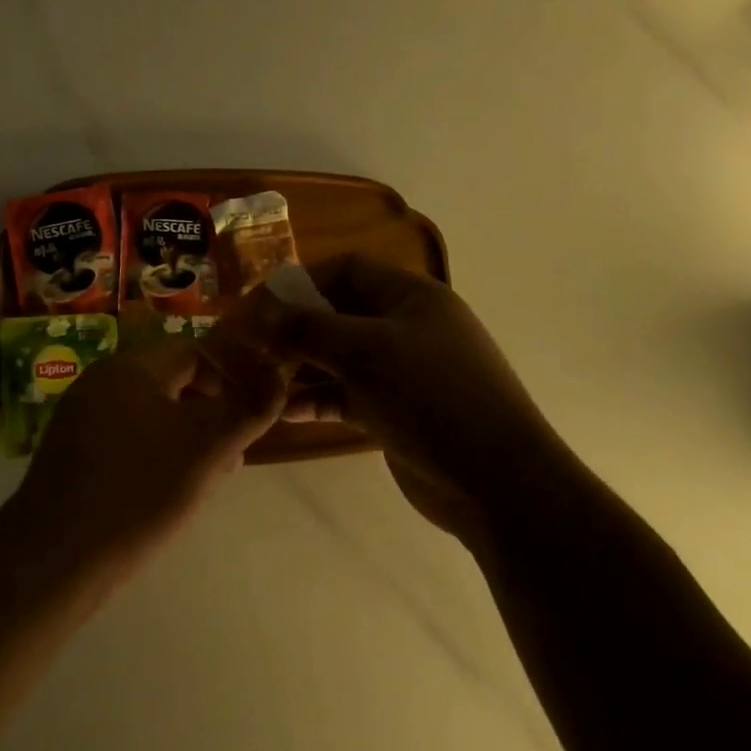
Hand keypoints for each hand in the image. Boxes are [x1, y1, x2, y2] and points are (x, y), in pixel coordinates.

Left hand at [11, 332, 288, 574]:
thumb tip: (277, 375)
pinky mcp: (70, 452)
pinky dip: (154, 452)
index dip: (230, 378)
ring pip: (150, 412)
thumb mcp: (206, 448)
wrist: (53, 559)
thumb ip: (248, 408)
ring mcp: (80, 416)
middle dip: (209, 411)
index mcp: (131, 367)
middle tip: (233, 452)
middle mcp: (101, 380)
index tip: (250, 416)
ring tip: (208, 476)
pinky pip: (125, 437)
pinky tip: (165, 491)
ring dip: (184, 435)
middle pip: (171, 381)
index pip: (193, 352)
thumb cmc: (138, 491)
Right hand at [254, 255, 557, 542]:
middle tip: (254, 345)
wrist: (496, 481)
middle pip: (341, 313)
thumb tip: (263, 313)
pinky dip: (318, 399)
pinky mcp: (395, 412)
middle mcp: (406, 327)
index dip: (304, 281)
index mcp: (411, 297)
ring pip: (340, 358)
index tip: (263, 304)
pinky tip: (284, 413)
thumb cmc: (432, 396)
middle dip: (297, 327)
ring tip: (260, 380)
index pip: (348, 269)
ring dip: (302, 366)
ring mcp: (402, 372)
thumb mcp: (367, 351)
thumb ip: (310, 329)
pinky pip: (347, 395)